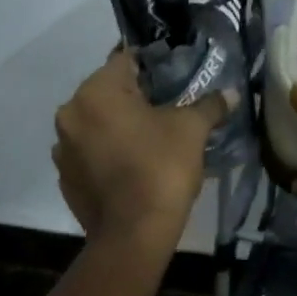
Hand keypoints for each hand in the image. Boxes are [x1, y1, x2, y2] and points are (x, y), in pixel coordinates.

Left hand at [53, 50, 233, 247]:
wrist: (133, 234)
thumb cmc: (161, 168)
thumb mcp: (191, 130)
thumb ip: (209, 105)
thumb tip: (232, 93)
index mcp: (96, 92)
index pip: (125, 60)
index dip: (153, 66)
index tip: (174, 79)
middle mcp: (71, 113)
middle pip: (108, 93)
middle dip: (136, 98)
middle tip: (169, 110)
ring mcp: (64, 149)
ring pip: (97, 124)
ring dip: (119, 127)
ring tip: (151, 141)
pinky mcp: (66, 178)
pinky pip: (90, 153)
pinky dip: (108, 154)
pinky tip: (134, 167)